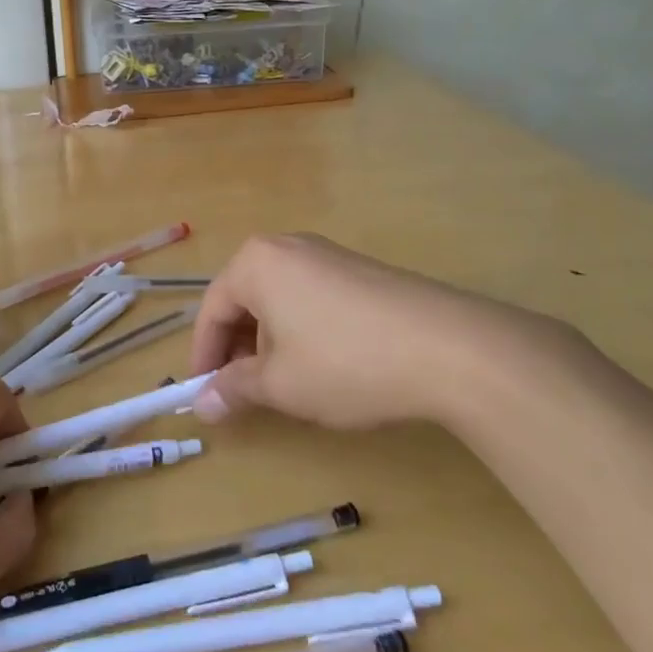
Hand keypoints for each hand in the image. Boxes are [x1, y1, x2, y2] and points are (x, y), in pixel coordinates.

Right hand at [187, 233, 585, 429]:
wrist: (451, 348)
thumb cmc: (345, 362)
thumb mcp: (281, 384)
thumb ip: (234, 389)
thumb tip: (201, 404)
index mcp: (256, 263)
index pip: (213, 309)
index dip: (204, 355)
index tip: (203, 393)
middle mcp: (288, 247)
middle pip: (245, 299)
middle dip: (239, 348)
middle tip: (244, 392)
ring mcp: (329, 255)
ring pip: (280, 299)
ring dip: (271, 342)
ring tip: (287, 384)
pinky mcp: (362, 270)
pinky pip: (313, 297)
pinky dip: (303, 330)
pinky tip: (326, 365)